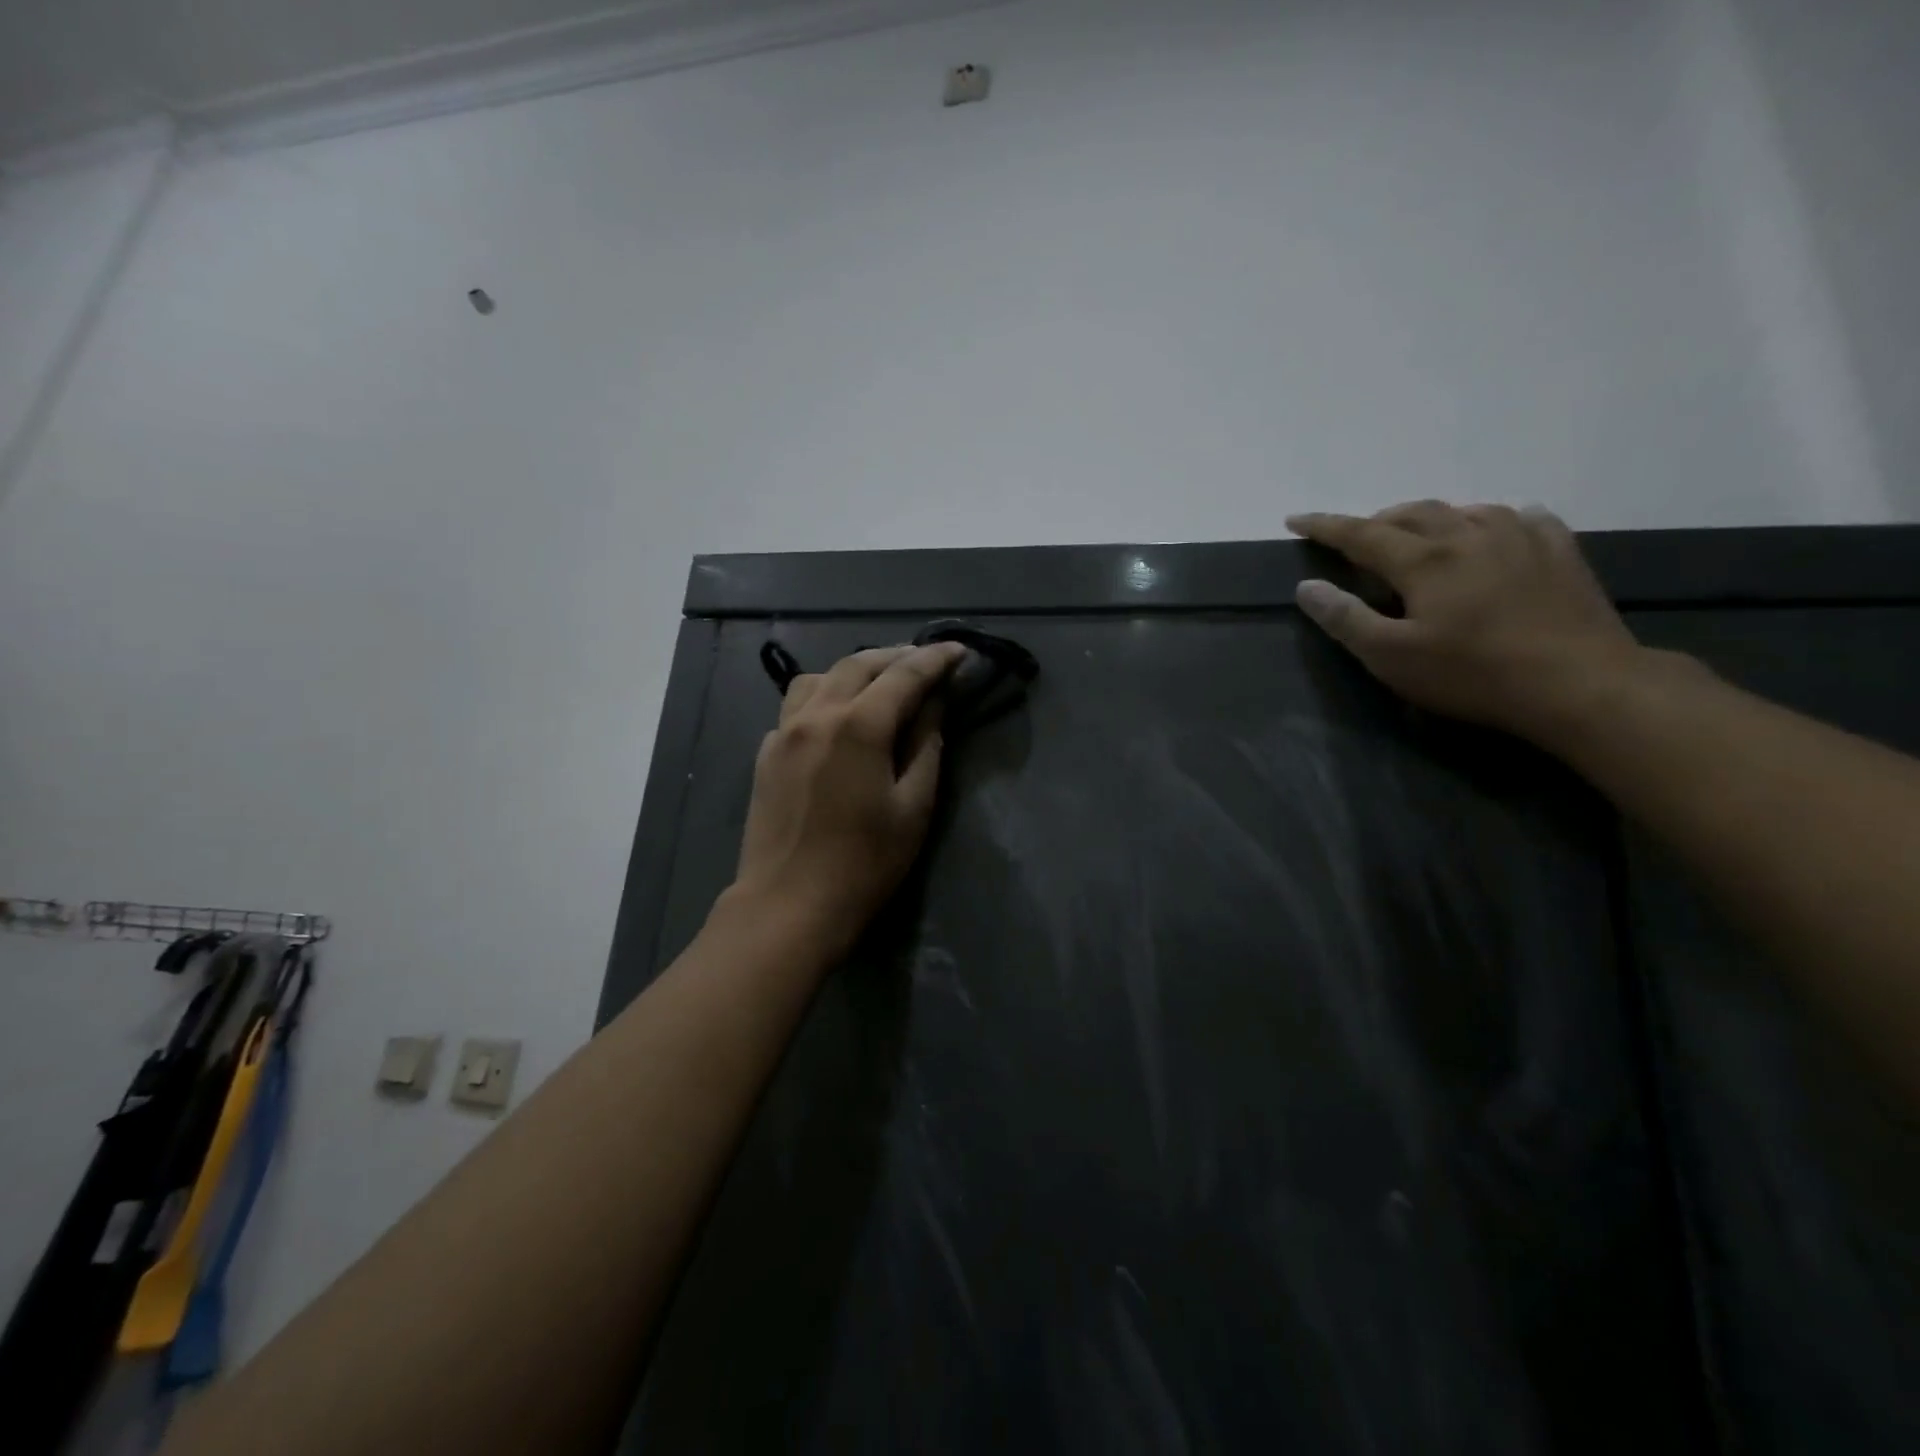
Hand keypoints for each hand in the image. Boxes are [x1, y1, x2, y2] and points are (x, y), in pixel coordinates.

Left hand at [728, 642, 968, 957]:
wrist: (788, 905)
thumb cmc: (864, 864)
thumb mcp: (913, 807)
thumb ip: (925, 746)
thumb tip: (933, 704)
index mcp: (858, 725)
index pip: (904, 674)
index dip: (936, 659)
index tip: (959, 650)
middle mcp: (816, 714)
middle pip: (859, 664)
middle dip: (896, 656)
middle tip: (925, 662)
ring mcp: (784, 731)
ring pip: (821, 677)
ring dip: (855, 670)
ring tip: (880, 684)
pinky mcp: (766, 752)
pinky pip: (797, 705)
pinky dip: (825, 696)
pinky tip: (838, 718)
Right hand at [1288, 501, 1645, 740]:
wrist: (1581, 683)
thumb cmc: (1473, 674)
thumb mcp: (1392, 657)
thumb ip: (1345, 619)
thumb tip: (1307, 587)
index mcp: (1424, 560)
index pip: (1360, 534)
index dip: (1324, 526)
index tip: (1295, 520)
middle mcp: (1469, 535)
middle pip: (1413, 513)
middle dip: (1376, 520)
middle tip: (1357, 540)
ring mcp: (1520, 538)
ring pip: (1464, 510)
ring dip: (1431, 519)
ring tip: (1419, 537)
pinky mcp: (1560, 551)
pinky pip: (1521, 518)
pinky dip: (1492, 520)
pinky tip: (1495, 532)